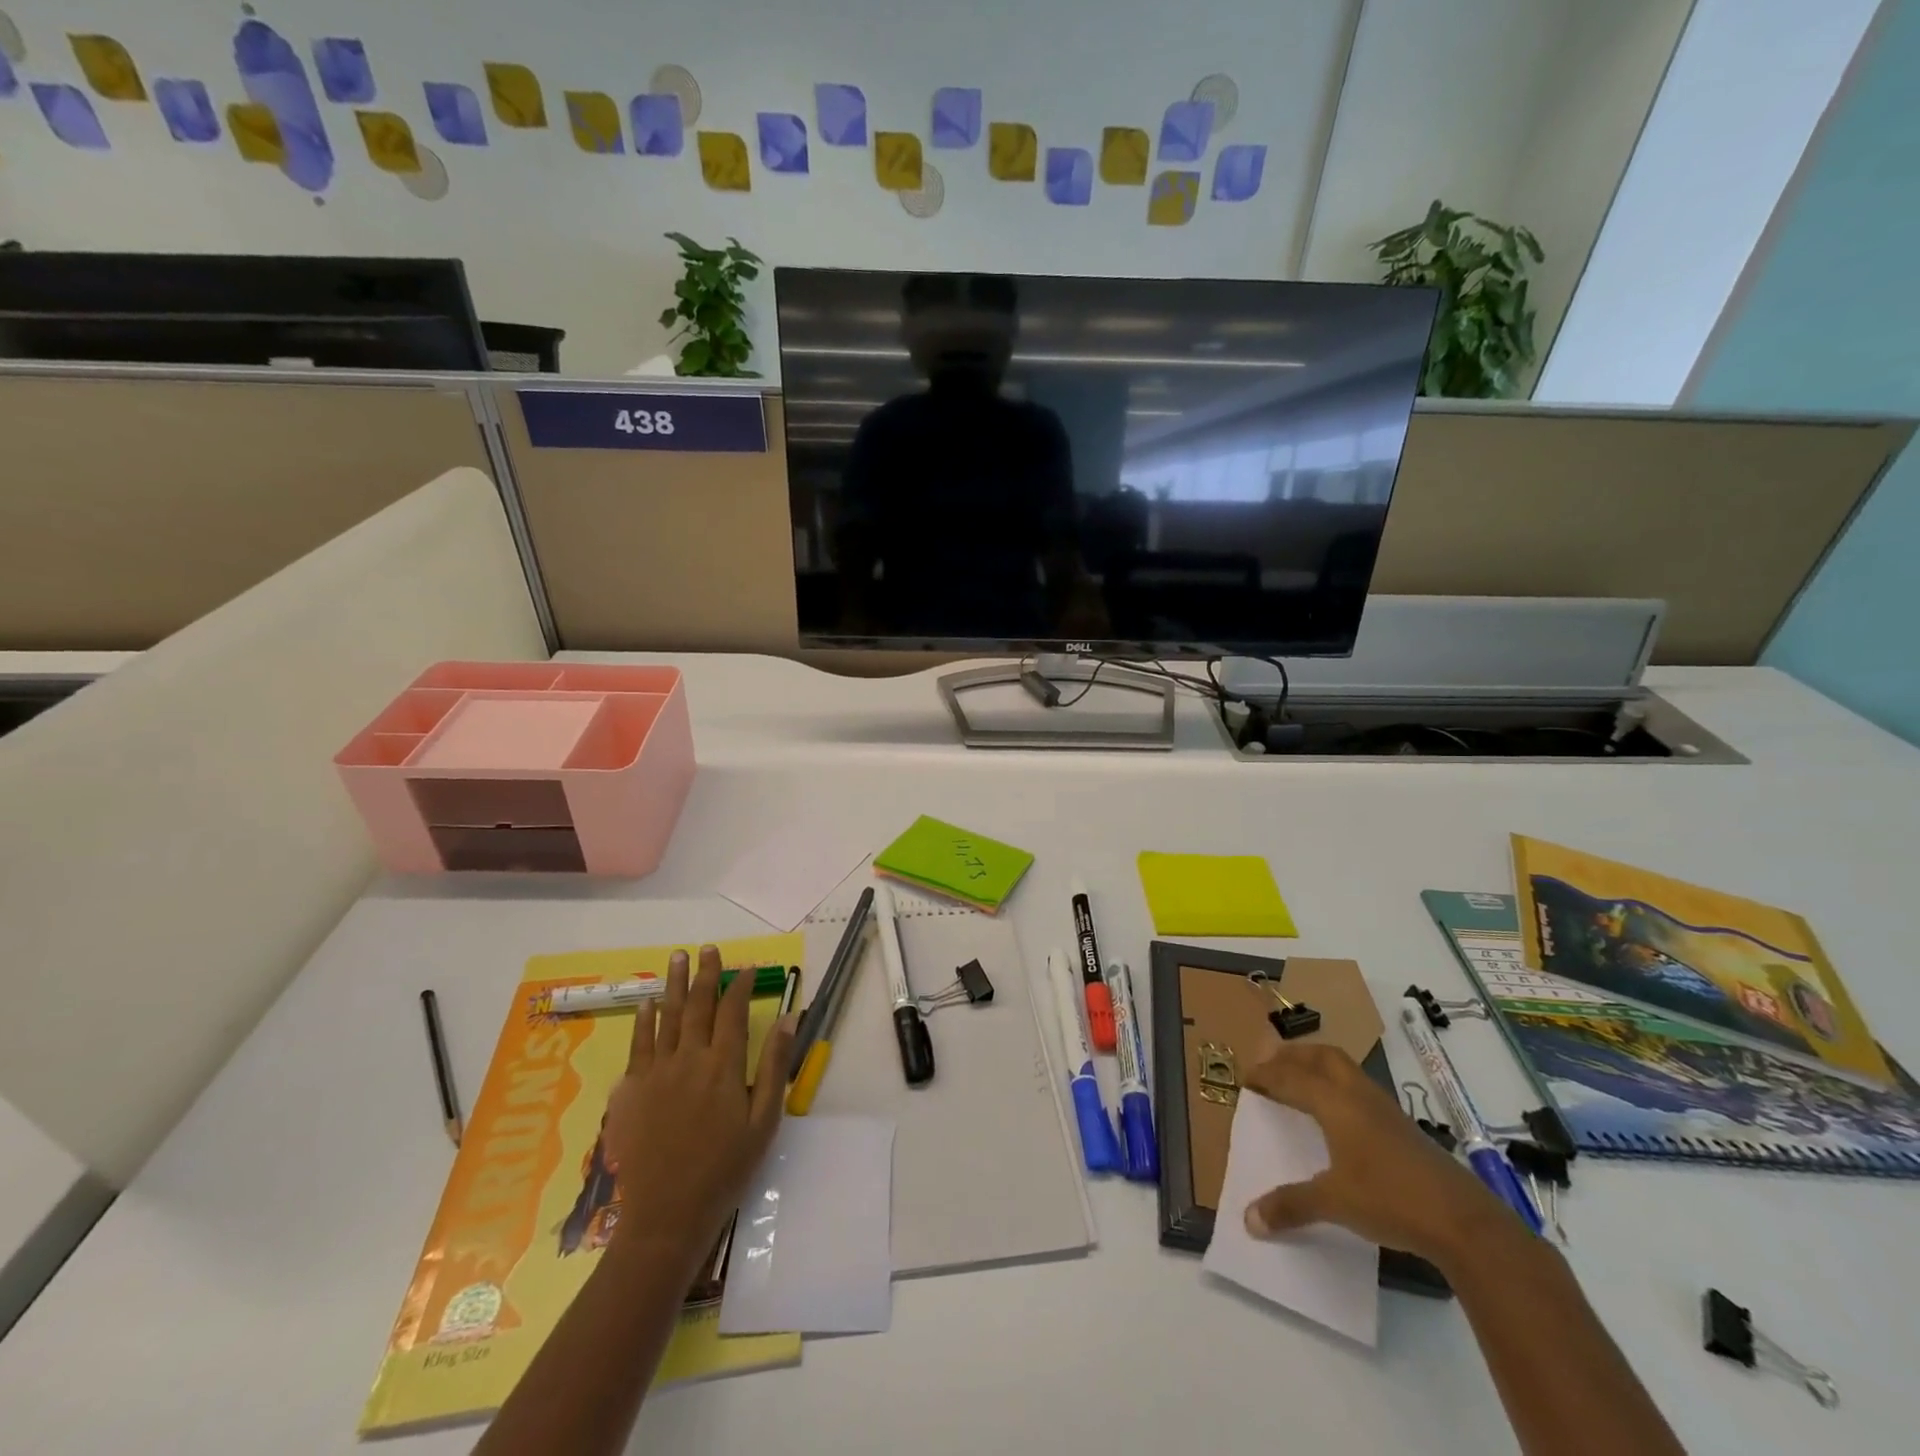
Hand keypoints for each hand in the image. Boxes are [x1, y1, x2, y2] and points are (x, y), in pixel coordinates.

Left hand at [602, 946, 795, 1264]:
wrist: (667, 1215)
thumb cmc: (725, 1169)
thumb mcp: (764, 1121)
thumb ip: (775, 1066)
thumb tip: (788, 1018)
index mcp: (724, 1066)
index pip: (733, 1012)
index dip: (740, 985)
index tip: (747, 967)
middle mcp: (689, 1059)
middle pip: (698, 1006)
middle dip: (705, 974)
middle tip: (708, 949)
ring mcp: (656, 1072)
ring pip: (667, 1017)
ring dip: (674, 985)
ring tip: (677, 958)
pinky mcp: (633, 1091)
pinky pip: (639, 1044)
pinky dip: (644, 1020)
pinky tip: (648, 1003)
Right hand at [1239, 1042, 1517, 1269]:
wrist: (1464, 1222)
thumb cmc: (1390, 1200)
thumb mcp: (1334, 1203)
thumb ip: (1291, 1206)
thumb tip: (1249, 1220)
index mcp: (1335, 1103)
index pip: (1291, 1076)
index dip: (1266, 1074)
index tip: (1246, 1078)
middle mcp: (1358, 1096)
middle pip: (1323, 1056)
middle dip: (1294, 1055)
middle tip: (1272, 1065)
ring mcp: (1386, 1110)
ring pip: (1346, 1070)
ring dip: (1319, 1068)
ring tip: (1302, 1083)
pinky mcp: (1404, 1128)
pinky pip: (1361, 1090)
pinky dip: (1340, 1089)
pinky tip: (1339, 1117)